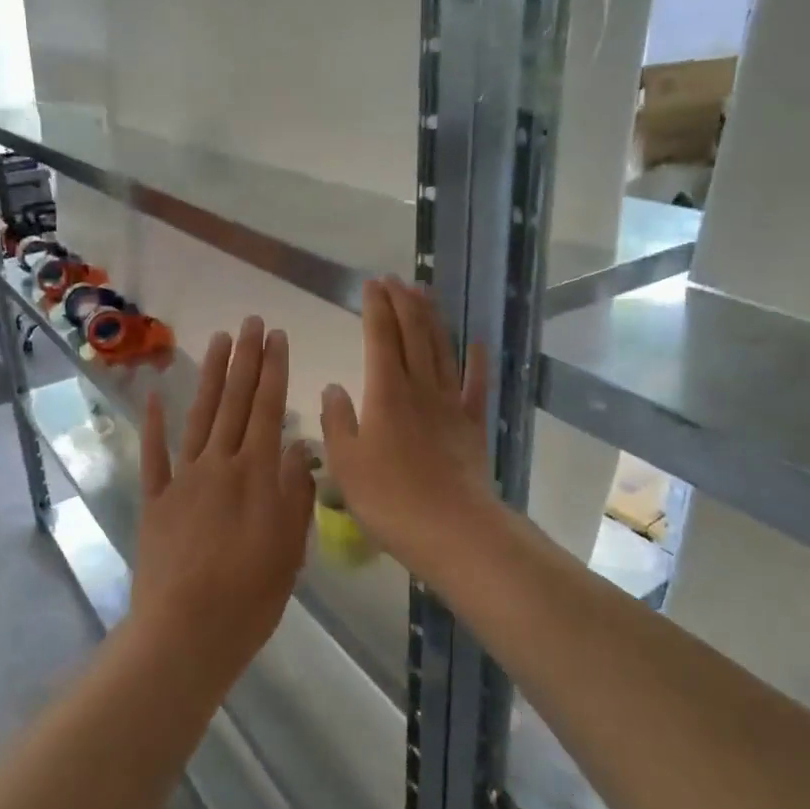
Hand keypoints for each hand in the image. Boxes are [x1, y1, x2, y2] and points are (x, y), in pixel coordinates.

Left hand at [133, 318, 315, 681]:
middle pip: (235, 402)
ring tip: (219, 340)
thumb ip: (296, 492)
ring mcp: (183, 479)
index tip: (277, 337)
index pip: (268, 409)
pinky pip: (154, 454)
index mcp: (256, 474)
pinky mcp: (155, 499)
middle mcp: (219, 464)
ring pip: (200, 416)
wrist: (187, 631)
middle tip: (251, 321)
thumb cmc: (251, 595)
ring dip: (211, 377)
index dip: (274, 370)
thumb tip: (300, 448)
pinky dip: (153, 423)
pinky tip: (155, 394)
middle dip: (246, 359)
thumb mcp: (291, 547)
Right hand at [320, 277, 494, 573]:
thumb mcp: (345, 463)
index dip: (376, 308)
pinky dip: (476, 360)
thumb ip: (337, 420)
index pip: (380, 337)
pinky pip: (475, 384)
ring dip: (432, 319)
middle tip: (395, 280)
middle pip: (413, 334)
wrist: (451, 529)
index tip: (372, 284)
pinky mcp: (472, 424)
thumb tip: (333, 387)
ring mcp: (450, 404)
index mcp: (386, 392)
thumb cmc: (389, 498)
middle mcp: (420, 387)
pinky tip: (475, 342)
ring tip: (424, 294)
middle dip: (403, 302)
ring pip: (442, 349)